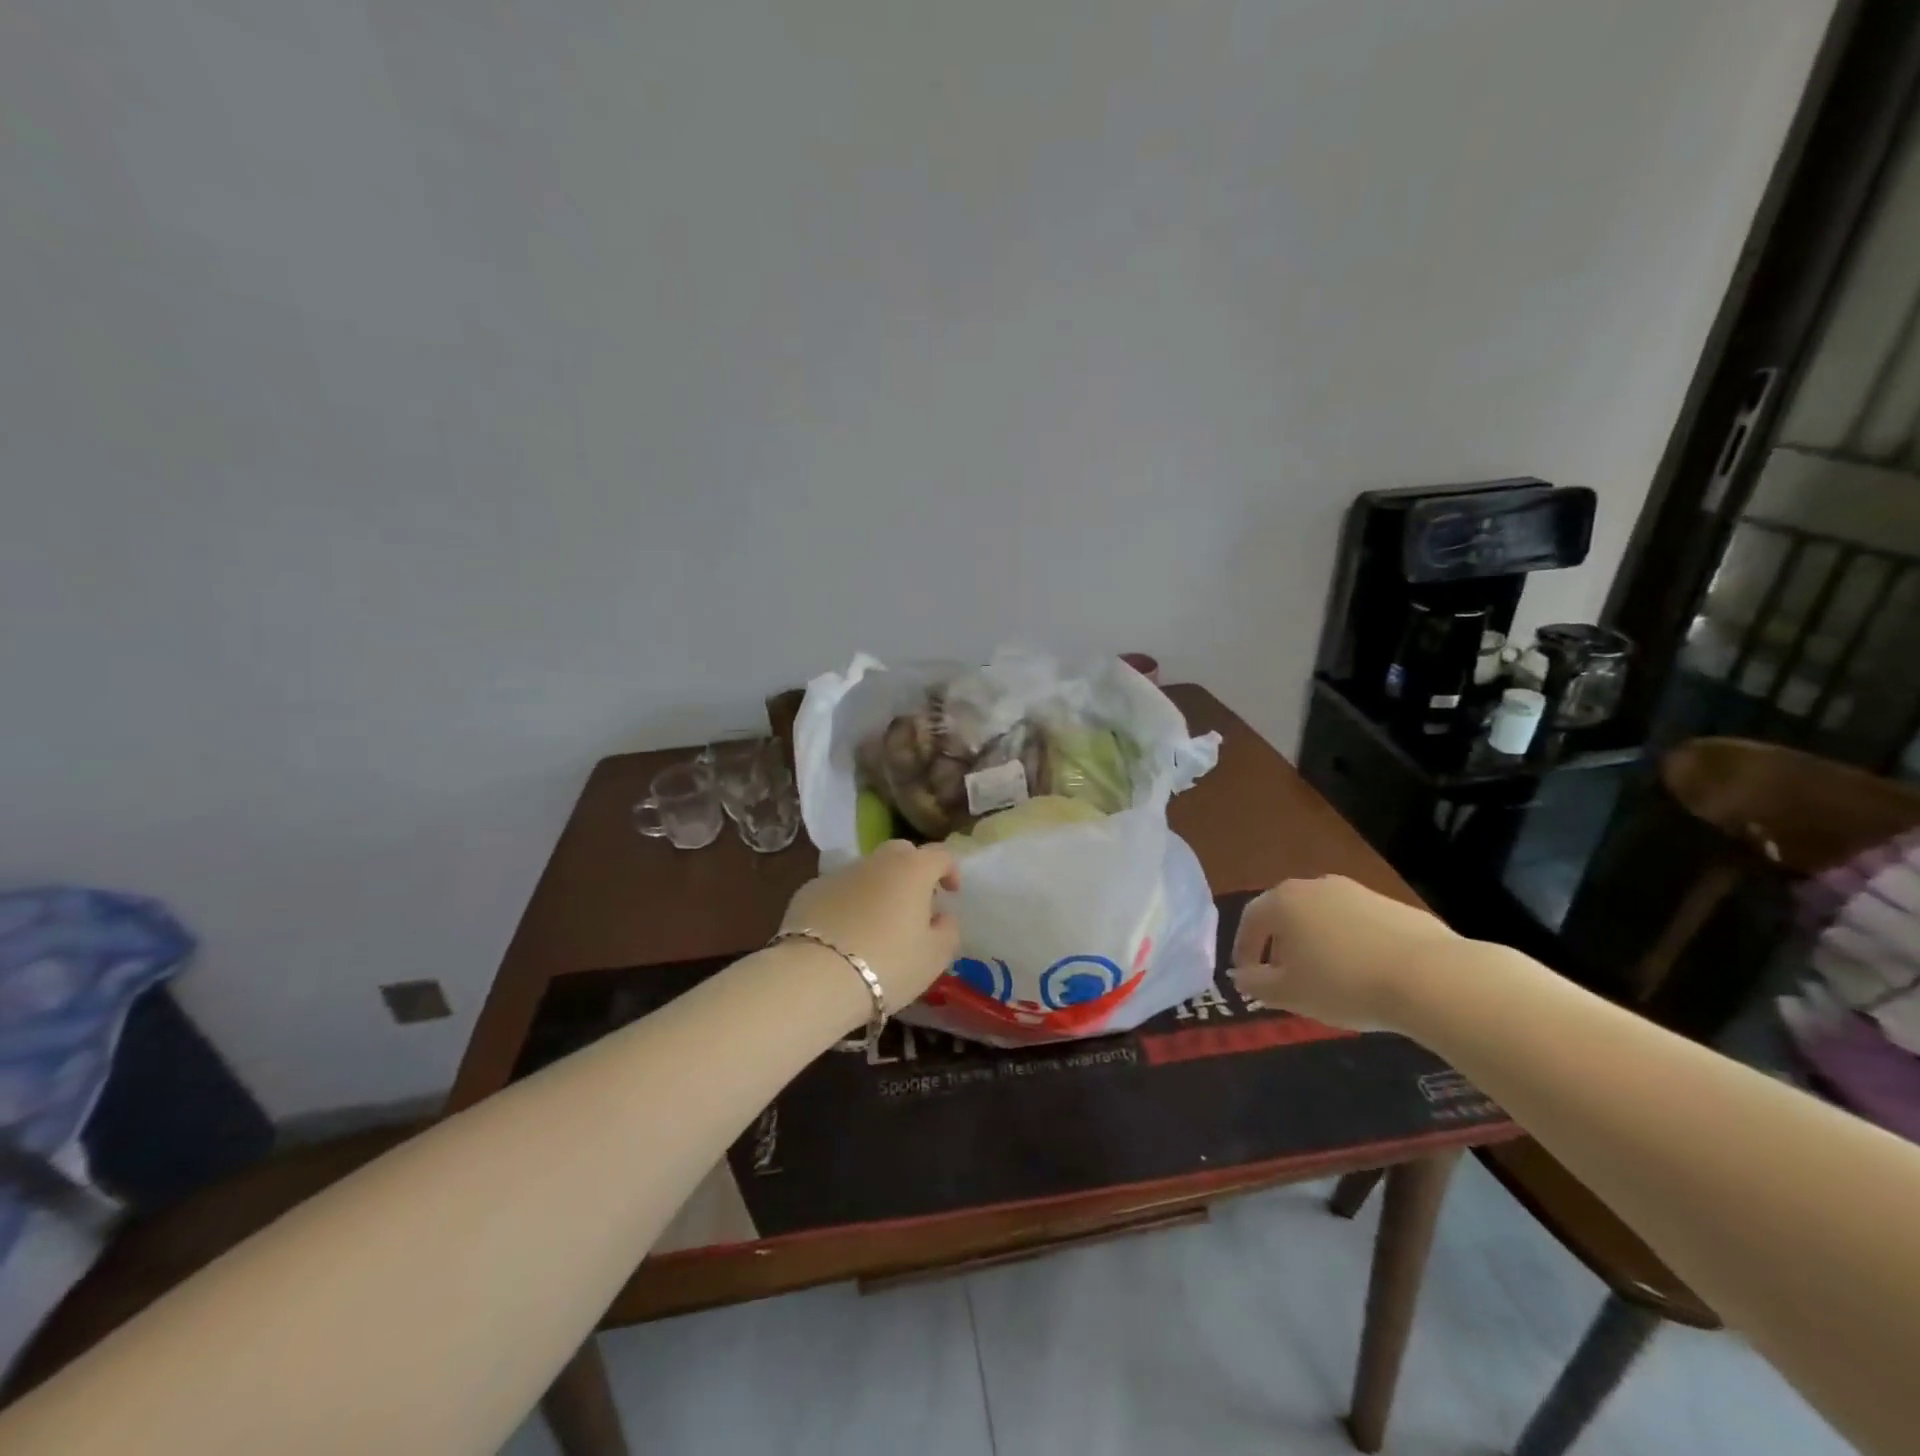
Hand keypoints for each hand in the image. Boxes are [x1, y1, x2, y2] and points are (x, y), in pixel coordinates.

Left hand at [781, 841, 960, 1004]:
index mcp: (912, 870)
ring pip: (867, 872)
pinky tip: (844, 934)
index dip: (950, 870)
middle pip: (900, 853)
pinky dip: (847, 904)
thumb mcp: (934, 957)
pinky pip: (838, 891)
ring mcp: (839, 874)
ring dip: (878, 888)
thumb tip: (942, 917)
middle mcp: (876, 862)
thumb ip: (948, 931)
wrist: (815, 978)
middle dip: (912, 871)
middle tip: (915, 903)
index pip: (940, 854)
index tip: (951, 893)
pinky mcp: (809, 891)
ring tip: (877, 924)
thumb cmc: (888, 965)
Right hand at [1229, 875, 1459, 1032]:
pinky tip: (1365, 976)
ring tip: (1327, 980)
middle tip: (1285, 978)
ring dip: (1317, 945)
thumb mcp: (1290, 994)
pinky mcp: (1393, 906)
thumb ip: (1256, 984)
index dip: (1244, 949)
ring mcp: (1357, 892)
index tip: (1247, 977)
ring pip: (1323, 919)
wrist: (1431, 977)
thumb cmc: (1344, 983)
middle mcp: (1316, 886)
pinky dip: (1351, 946)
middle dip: (1281, 946)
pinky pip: (1358, 926)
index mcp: (1284, 901)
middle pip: (1287, 914)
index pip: (1251, 919)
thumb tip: (1241, 976)